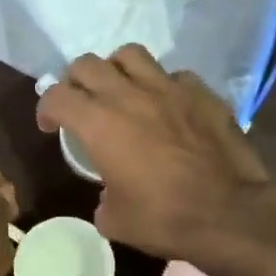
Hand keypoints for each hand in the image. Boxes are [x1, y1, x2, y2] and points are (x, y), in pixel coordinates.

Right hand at [36, 46, 270, 260]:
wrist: (229, 214)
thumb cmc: (163, 219)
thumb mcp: (114, 221)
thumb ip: (103, 198)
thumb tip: (111, 194)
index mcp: (98, 124)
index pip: (56, 96)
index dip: (46, 109)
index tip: (51, 128)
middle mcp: (129, 95)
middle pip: (87, 64)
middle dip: (75, 82)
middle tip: (81, 105)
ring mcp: (169, 88)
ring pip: (130, 54)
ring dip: (117, 70)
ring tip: (121, 92)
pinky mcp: (203, 93)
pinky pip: (174, 75)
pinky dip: (163, 86)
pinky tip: (167, 107)